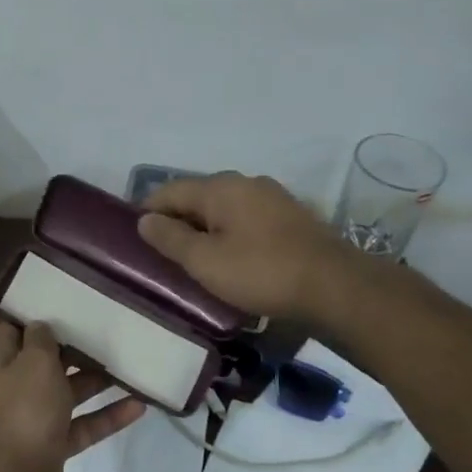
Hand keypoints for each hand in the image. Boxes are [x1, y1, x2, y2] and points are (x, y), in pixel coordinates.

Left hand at [0, 320, 144, 471]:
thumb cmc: (23, 411)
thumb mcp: (34, 362)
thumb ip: (42, 339)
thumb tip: (42, 326)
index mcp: (1, 360)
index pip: (15, 328)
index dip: (37, 314)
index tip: (68, 300)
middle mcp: (15, 385)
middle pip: (46, 359)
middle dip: (75, 347)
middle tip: (109, 329)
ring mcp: (34, 417)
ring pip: (69, 391)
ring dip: (97, 380)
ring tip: (130, 363)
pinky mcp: (54, 444)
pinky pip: (84, 424)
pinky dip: (107, 416)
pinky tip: (139, 405)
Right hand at [140, 172, 405, 327]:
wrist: (336, 288)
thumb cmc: (261, 272)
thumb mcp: (205, 261)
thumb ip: (170, 238)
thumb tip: (144, 219)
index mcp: (220, 187)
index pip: (169, 190)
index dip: (148, 211)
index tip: (134, 236)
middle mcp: (246, 183)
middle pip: (198, 197)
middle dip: (177, 221)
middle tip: (162, 254)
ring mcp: (273, 199)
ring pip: (224, 210)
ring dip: (205, 230)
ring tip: (194, 260)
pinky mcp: (292, 219)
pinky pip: (247, 221)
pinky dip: (230, 235)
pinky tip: (231, 260)